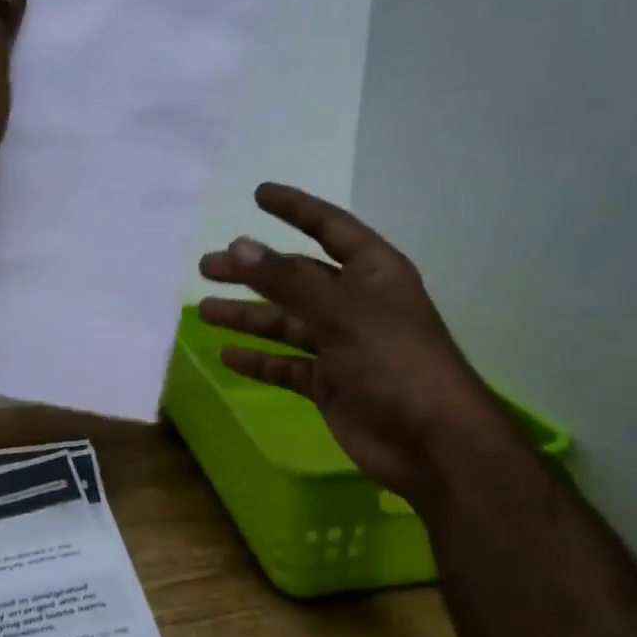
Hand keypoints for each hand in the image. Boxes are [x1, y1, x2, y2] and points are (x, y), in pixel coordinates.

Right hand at [197, 183, 516, 506]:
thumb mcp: (342, 312)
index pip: (330, 228)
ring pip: (286, 322)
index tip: (259, 193)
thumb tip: (238, 246)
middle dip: (253, 271)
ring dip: (248, 316)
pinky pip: (287, 365)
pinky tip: (228, 355)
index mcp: (373, 273)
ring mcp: (342, 345)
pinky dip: (260, 360)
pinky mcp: (330, 383)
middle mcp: (356, 303)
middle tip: (207, 266)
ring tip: (205, 310)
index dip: (296, 208)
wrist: (431, 443)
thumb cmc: (395, 362)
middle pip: (296, 277)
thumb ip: (287, 280)